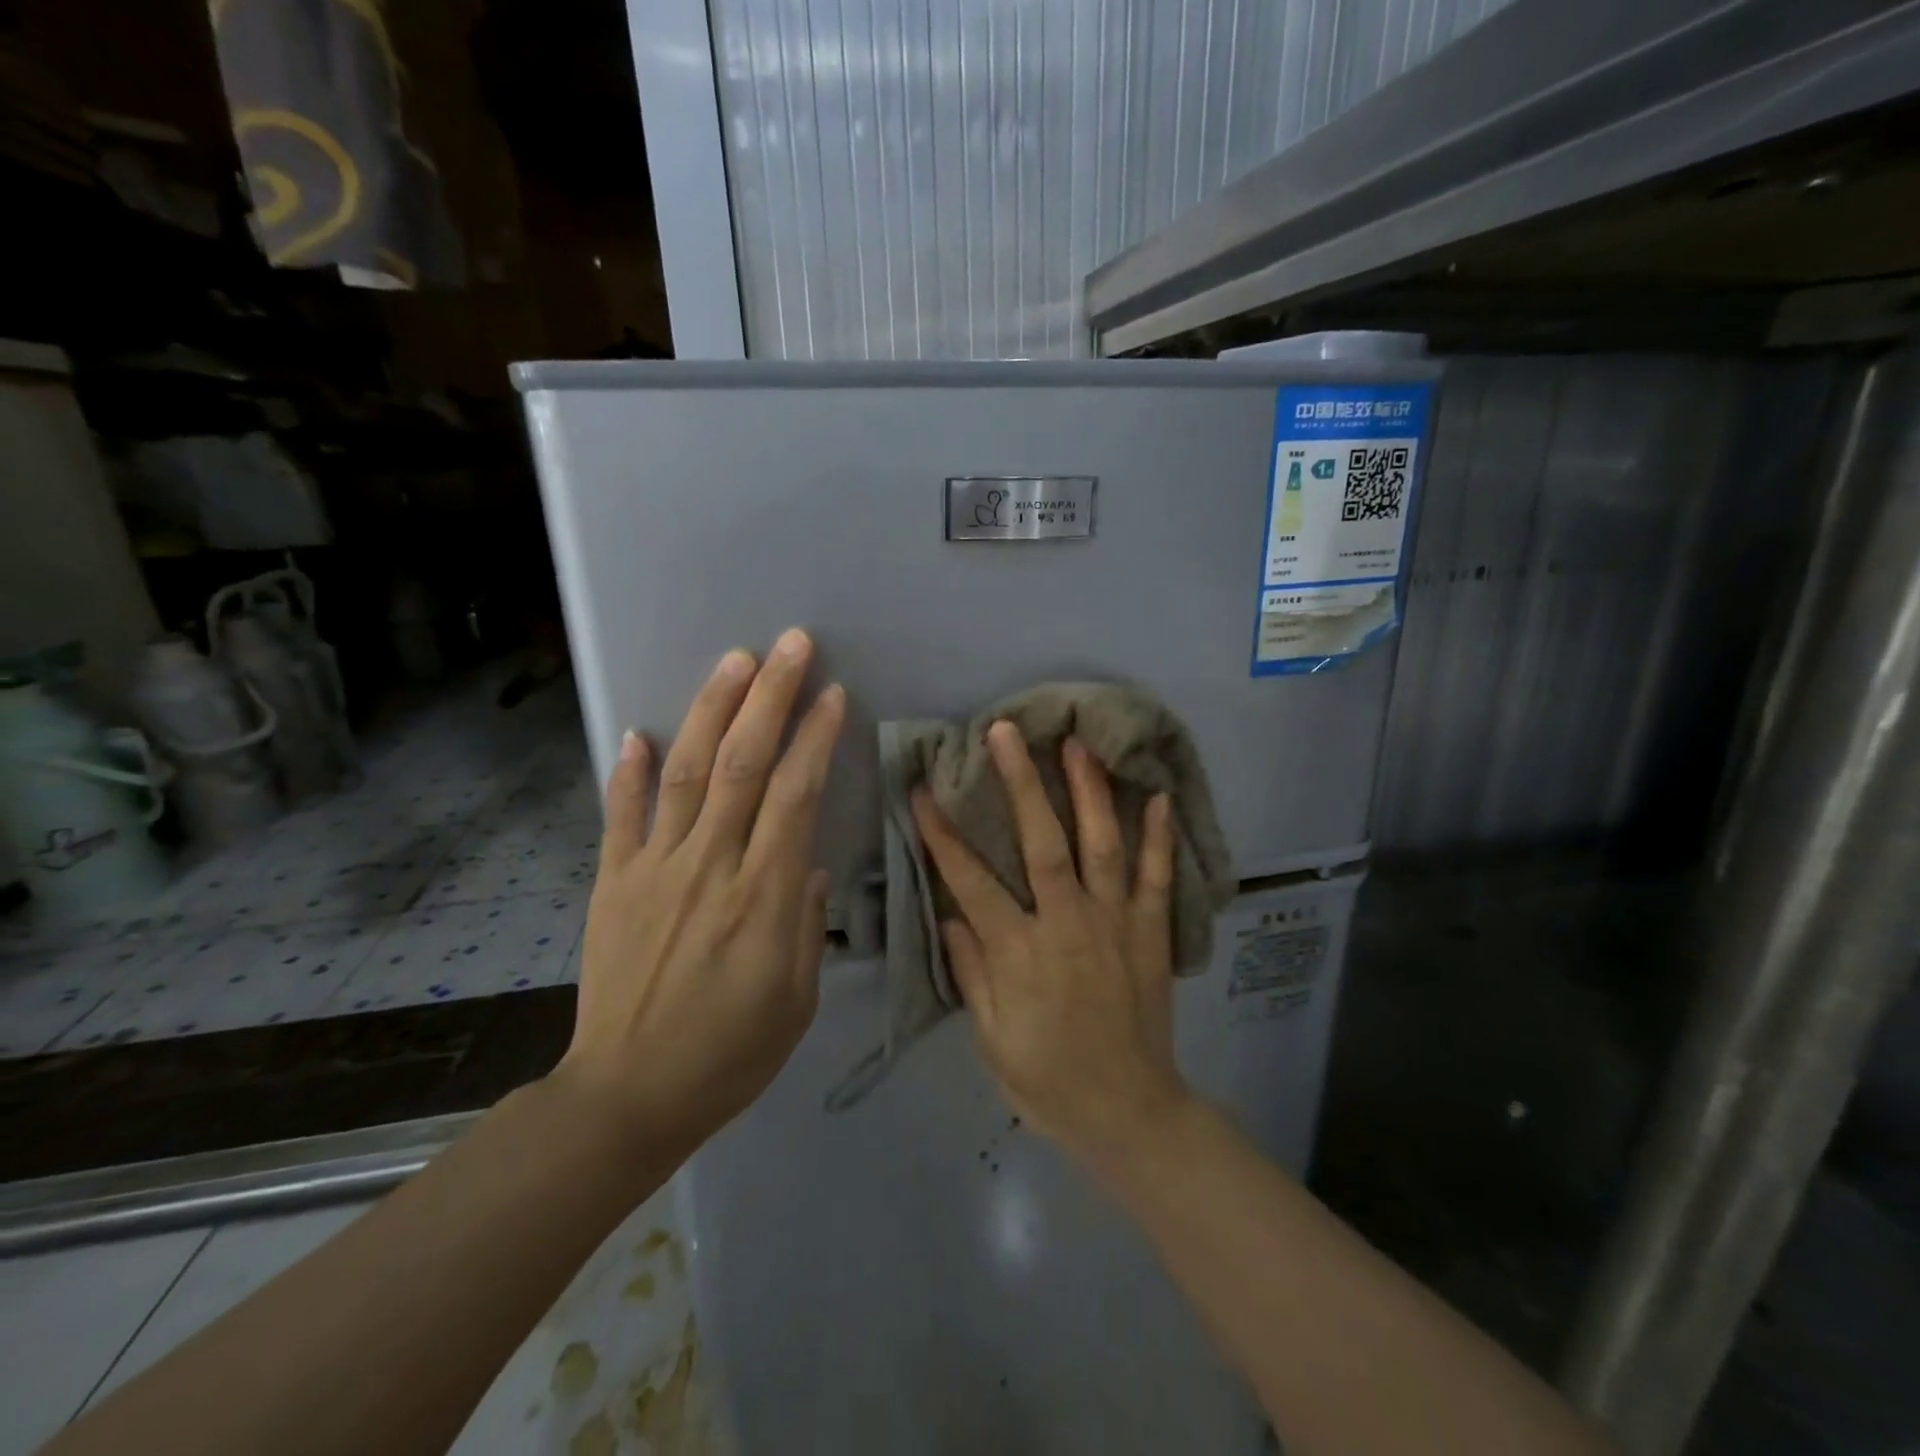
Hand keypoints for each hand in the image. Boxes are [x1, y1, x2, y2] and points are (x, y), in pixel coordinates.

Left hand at [554, 628, 844, 1148]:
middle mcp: (710, 867)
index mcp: (763, 898)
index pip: (795, 796)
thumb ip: (807, 924)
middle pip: (744, 765)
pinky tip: (639, 730)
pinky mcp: (613, 883)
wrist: (628, 1096)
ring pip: (688, 773)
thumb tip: (810, 864)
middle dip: (770, 697)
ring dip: (713, 711)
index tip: (832, 694)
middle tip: (791, 644)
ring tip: (734, 660)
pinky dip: (628, 771)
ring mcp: (654, 870)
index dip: (814, 738)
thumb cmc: (730, 1054)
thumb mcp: (797, 1000)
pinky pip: (621, 816)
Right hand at [912, 723, 1190, 1161]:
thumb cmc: (1048, 1080)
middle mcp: (1068, 925)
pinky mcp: (1152, 934)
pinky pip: (1159, 879)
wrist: (1129, 1113)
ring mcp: (1116, 924)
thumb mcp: (990, 1038)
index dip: (943, 834)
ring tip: (1077, 743)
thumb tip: (951, 914)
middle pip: (1042, 843)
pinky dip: (1159, 837)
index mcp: (1020, 952)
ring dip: (1089, 791)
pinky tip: (1157, 796)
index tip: (923, 790)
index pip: (971, 881)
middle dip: (1020, 783)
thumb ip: (972, 971)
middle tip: (1005, 732)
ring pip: (1102, 846)